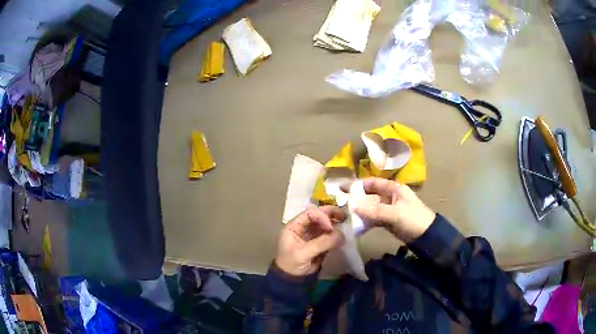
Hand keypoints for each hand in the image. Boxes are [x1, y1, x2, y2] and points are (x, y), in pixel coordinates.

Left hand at [275, 206, 345, 275]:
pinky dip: (337, 233)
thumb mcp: (303, 253)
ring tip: (346, 223)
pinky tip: (344, 234)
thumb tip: (341, 235)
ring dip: (336, 222)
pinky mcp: (321, 243)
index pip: (310, 214)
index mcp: (294, 226)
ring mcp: (312, 235)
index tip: (330, 227)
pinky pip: (330, 235)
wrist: (293, 280)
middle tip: (344, 216)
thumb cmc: (292, 264)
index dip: (321, 216)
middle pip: (319, 215)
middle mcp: (304, 228)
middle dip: (331, 214)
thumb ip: (321, 243)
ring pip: (326, 224)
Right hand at [352, 178, 434, 242]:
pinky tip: (356, 224)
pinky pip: (374, 217)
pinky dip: (366, 220)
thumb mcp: (394, 213)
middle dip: (357, 199)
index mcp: (394, 188)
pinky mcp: (388, 220)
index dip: (359, 184)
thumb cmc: (412, 219)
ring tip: (345, 214)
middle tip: (341, 203)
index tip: (344, 188)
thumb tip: (352, 206)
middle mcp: (390, 196)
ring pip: (371, 207)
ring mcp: (389, 208)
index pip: (373, 182)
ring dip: (360, 210)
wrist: (426, 236)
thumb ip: (373, 210)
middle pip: (370, 195)